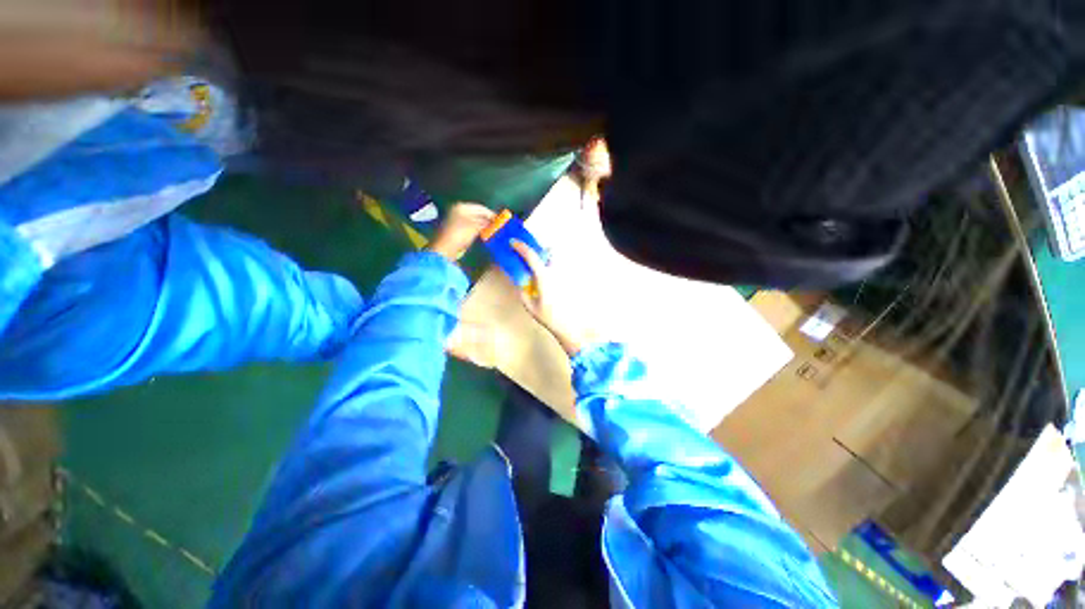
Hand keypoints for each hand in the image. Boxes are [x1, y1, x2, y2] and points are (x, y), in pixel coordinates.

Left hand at [427, 203, 495, 260]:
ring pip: (473, 221)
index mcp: (462, 207)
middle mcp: (458, 211)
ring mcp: (456, 220)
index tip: (500, 220)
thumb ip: (486, 224)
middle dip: (487, 220)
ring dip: (483, 226)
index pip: (480, 208)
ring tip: (492, 231)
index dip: (491, 214)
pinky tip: (483, 235)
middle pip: (477, 214)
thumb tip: (494, 223)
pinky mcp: (455, 230)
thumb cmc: (460, 234)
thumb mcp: (475, 227)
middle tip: (497, 226)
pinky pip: (470, 227)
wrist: (445, 248)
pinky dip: (477, 230)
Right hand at [511, 240, 583, 356]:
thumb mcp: (531, 307)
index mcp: (544, 277)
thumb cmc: (549, 316)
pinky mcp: (566, 281)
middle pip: (546, 253)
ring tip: (534, 267)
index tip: (512, 242)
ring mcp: (562, 276)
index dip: (521, 247)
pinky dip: (548, 267)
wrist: (568, 325)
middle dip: (535, 250)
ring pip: (553, 259)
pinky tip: (544, 280)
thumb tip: (520, 284)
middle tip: (524, 254)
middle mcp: (554, 273)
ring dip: (543, 258)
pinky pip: (556, 269)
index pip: (532, 256)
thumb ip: (523, 294)